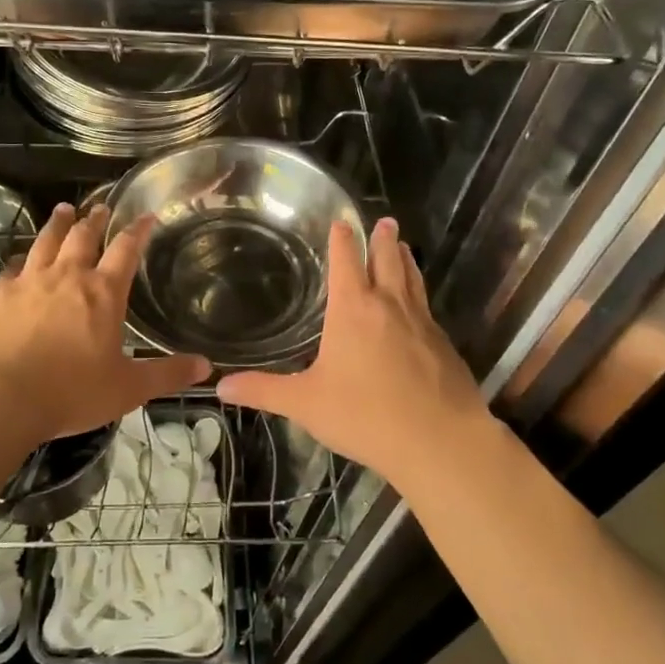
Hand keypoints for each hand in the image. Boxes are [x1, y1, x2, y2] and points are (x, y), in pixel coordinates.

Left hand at [0, 202, 209, 445]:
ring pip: (47, 241)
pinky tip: (20, 259)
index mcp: (103, 293)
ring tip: (64, 210)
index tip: (146, 215)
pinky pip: (13, 267)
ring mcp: (29, 282)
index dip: (138, 230)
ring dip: (58, 224)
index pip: (126, 250)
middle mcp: (67, 277)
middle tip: (100, 207)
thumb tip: (206, 366)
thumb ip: (167, 375)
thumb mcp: (127, 389)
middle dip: (95, 220)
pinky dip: (21, 258)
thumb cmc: (70, 393)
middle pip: (83, 237)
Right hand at [216, 218, 491, 484]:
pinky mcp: (444, 345)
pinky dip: (420, 294)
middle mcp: (389, 306)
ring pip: (412, 280)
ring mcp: (422, 323)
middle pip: (387, 260)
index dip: (343, 240)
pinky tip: (420, 306)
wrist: (441, 442)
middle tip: (385, 221)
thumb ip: (264, 391)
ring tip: (403, 246)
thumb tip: (221, 387)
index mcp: (353, 309)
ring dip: (405, 259)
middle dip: (383, 239)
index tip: (342, 222)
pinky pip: (428, 308)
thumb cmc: (365, 415)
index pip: (346, 261)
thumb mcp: (306, 404)